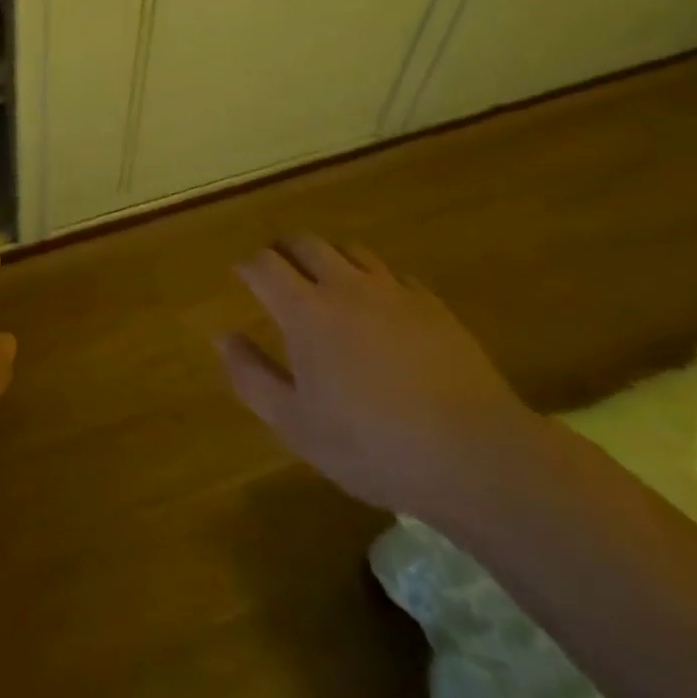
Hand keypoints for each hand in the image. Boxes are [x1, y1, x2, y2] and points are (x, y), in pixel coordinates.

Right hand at [218, 236, 538, 523]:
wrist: (474, 454)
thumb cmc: (372, 445)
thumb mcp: (296, 425)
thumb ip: (252, 377)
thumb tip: (222, 337)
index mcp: (305, 310)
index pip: (264, 264)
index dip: (248, 266)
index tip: (242, 277)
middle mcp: (344, 285)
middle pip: (305, 243)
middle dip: (284, 249)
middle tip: (278, 270)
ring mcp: (392, 291)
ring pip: (350, 250)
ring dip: (329, 257)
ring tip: (327, 280)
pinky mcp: (431, 304)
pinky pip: (394, 275)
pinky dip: (375, 280)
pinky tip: (382, 306)